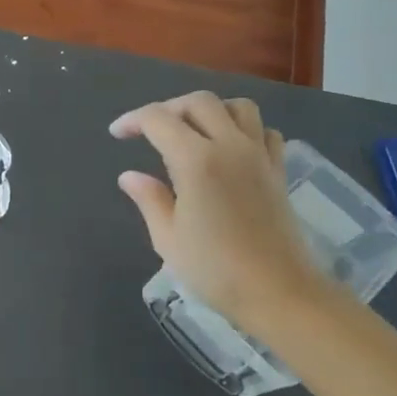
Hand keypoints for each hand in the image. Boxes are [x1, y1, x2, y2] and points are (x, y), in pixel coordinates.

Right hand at [111, 91, 332, 331]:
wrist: (279, 293)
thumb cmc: (215, 269)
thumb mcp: (168, 238)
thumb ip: (149, 199)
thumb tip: (130, 176)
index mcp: (196, 160)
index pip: (159, 119)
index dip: (133, 120)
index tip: (117, 134)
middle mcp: (230, 146)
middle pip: (199, 102)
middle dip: (169, 108)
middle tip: (150, 131)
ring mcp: (259, 156)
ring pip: (237, 107)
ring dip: (210, 111)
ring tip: (193, 132)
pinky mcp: (279, 170)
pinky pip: (264, 131)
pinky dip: (245, 129)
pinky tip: (231, 149)